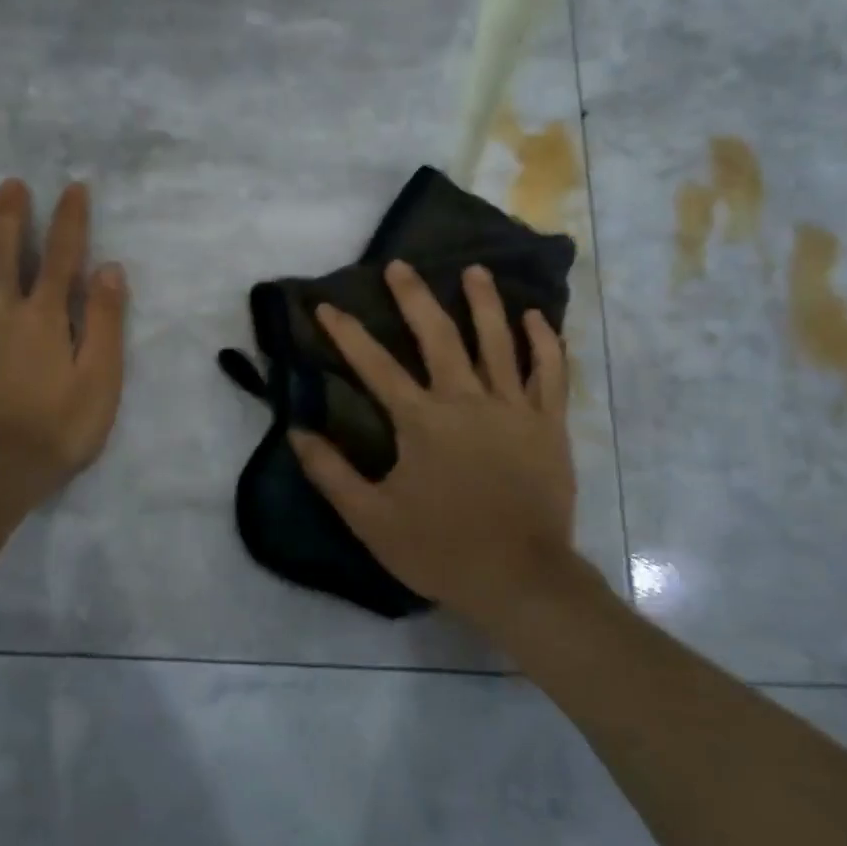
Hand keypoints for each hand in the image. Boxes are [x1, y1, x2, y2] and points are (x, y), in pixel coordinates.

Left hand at [0, 179, 127, 498]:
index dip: (69, 221)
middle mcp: (0, 315)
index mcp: (44, 318)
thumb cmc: (60, 428)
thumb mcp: (101, 377)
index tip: (72, 187)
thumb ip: (104, 321)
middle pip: (3, 257)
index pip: (61, 258)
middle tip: (7, 184)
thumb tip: (108, 268)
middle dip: (8, 218)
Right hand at [289, 260, 583, 626]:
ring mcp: (513, 408)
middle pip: (438, 336)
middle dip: (415, 297)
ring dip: (485, 302)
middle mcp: (467, 400)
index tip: (326, 305)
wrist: (520, 579)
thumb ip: (332, 473)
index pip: (376, 366)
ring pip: (498, 341)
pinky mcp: (548, 424)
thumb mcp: (371, 519)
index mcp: (422, 421)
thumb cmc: (441, 549)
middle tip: (401, 266)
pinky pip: (550, 373)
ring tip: (476, 270)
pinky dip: (544, 341)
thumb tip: (296, 432)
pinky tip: (535, 317)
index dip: (347, 333)